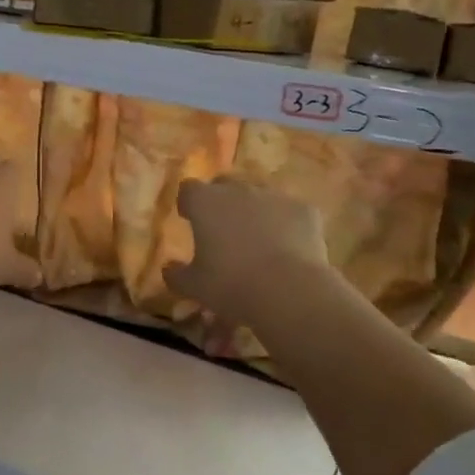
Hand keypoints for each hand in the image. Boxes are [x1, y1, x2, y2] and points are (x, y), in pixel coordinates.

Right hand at [163, 177, 331, 324]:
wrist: (289, 290)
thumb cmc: (231, 285)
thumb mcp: (194, 286)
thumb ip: (176, 274)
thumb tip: (169, 268)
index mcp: (206, 202)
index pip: (189, 189)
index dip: (188, 202)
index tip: (188, 218)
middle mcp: (239, 190)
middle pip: (225, 184)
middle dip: (222, 200)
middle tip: (223, 227)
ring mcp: (275, 196)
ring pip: (260, 195)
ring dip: (255, 210)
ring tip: (258, 238)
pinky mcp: (304, 210)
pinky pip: (290, 211)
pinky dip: (286, 224)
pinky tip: (289, 247)